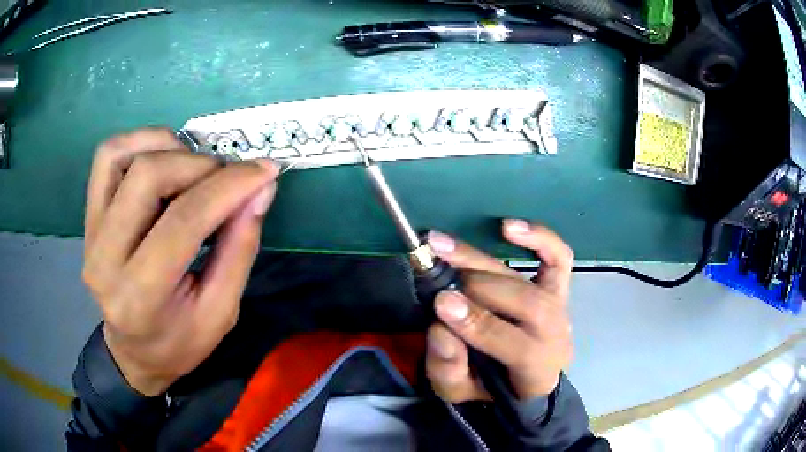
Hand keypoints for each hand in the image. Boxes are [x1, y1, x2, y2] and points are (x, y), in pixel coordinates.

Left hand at [83, 128, 279, 394]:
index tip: (264, 171)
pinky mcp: (88, 215)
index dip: (228, 187)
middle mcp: (104, 259)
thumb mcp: (221, 313)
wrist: (133, 351)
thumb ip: (239, 248)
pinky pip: (108, 156)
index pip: (183, 222)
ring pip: (123, 155)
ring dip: (168, 148)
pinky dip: (141, 143)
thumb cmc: (179, 342)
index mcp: (140, 297)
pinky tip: (164, 159)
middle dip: (199, 166)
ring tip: (194, 169)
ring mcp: (90, 232)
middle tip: (227, 179)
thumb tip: (261, 188)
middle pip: (148, 176)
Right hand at [424, 220, 573, 401]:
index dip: (480, 324)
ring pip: (528, 280)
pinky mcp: (558, 288)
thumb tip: (440, 330)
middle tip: (439, 280)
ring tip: (441, 245)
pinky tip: (507, 227)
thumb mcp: (460, 392)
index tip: (442, 303)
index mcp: (537, 371)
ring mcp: (559, 307)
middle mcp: (555, 335)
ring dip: (482, 260)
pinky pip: (558, 258)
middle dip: (478, 288)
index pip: (517, 346)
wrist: (523, 380)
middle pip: (527, 304)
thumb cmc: (490, 386)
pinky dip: (539, 238)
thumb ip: (448, 370)